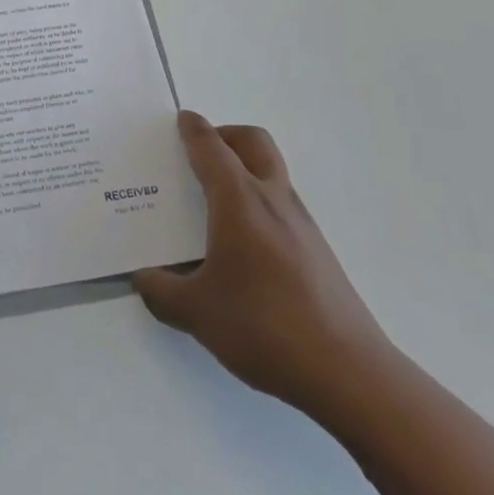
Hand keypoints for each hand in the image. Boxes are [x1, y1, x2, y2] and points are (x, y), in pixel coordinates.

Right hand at [134, 111, 396, 420]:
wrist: (349, 374)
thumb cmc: (264, 327)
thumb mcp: (196, 313)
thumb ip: (161, 291)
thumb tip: (144, 279)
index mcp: (239, 200)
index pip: (211, 147)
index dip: (193, 129)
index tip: (180, 120)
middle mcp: (272, 199)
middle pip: (252, 141)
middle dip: (225, 135)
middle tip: (200, 152)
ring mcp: (301, 224)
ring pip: (271, 172)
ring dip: (244, 169)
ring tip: (213, 202)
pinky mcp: (318, 251)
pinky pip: (281, 206)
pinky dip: (258, 203)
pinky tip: (241, 246)